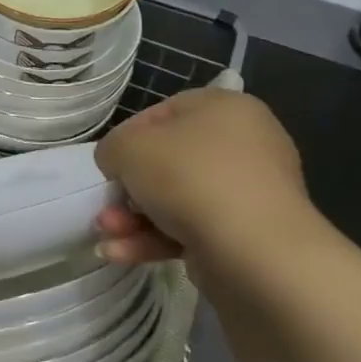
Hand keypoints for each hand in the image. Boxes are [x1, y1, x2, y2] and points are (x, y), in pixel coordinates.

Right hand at [93, 89, 309, 272]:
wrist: (254, 250)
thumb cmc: (188, 177)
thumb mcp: (128, 147)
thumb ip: (112, 148)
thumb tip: (118, 165)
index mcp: (225, 108)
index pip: (161, 114)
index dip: (126, 138)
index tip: (109, 164)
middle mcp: (244, 144)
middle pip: (167, 162)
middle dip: (128, 190)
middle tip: (105, 207)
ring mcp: (249, 192)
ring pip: (175, 199)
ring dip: (134, 218)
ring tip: (107, 235)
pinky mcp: (248, 234)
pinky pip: (192, 228)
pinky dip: (155, 239)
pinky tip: (120, 253)